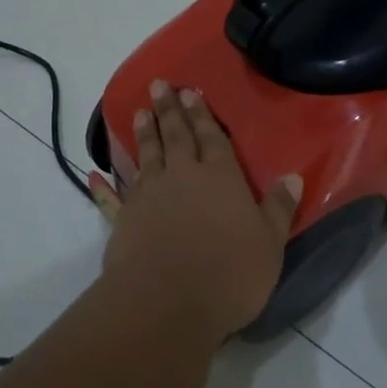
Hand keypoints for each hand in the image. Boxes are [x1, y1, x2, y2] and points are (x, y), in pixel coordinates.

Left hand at [93, 81, 301, 340]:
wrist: (166, 302)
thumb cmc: (228, 274)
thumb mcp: (269, 244)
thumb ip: (279, 209)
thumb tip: (293, 177)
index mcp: (221, 178)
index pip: (213, 138)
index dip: (203, 115)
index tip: (191, 92)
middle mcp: (183, 176)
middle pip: (177, 136)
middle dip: (171, 110)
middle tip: (160, 85)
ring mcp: (150, 195)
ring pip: (147, 155)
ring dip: (145, 132)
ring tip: (141, 110)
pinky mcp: (124, 219)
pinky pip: (114, 195)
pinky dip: (105, 184)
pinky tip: (94, 174)